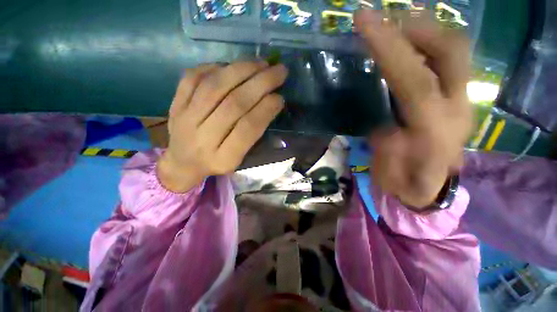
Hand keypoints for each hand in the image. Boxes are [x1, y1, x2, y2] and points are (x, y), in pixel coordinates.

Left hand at [158, 61, 287, 191]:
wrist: (183, 163)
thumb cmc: (217, 162)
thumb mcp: (239, 159)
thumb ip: (254, 136)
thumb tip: (273, 103)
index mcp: (224, 158)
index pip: (248, 128)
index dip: (266, 109)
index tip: (280, 97)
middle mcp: (203, 138)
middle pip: (234, 104)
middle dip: (260, 84)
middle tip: (279, 71)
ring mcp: (185, 119)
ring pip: (214, 87)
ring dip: (241, 70)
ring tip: (261, 63)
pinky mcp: (175, 105)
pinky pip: (192, 78)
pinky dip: (214, 67)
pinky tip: (231, 66)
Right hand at [355, 10, 472, 208]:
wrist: (434, 190)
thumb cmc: (408, 186)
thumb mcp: (391, 179)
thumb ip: (387, 155)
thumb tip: (385, 129)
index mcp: (434, 130)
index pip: (413, 79)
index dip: (389, 48)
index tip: (364, 22)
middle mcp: (456, 107)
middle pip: (449, 50)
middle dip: (414, 28)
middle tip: (383, 20)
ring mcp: (462, 99)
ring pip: (454, 49)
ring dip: (423, 30)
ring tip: (393, 26)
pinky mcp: (459, 97)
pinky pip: (450, 58)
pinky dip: (429, 42)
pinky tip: (408, 43)